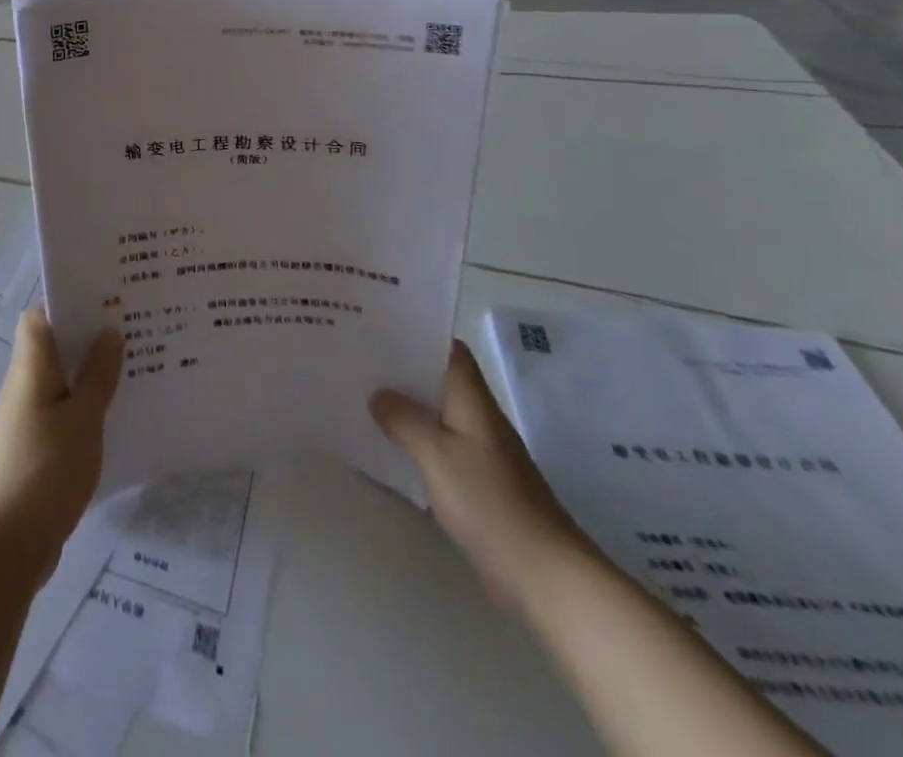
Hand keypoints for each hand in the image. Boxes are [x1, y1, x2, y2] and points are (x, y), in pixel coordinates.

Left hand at [0, 308, 122, 578]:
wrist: (8, 545)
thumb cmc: (46, 469)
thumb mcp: (83, 418)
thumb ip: (98, 375)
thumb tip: (108, 332)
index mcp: (30, 368)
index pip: (39, 318)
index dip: (67, 303)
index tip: (105, 299)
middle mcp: (24, 386)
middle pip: (53, 346)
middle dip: (89, 336)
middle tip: (132, 329)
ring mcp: (28, 418)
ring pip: (62, 379)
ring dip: (91, 372)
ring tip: (134, 367)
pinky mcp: (36, 447)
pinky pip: (64, 410)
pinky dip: (86, 405)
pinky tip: (117, 414)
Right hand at [371, 341, 587, 611]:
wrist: (544, 576)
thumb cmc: (490, 504)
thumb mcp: (437, 455)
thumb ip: (404, 419)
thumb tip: (378, 394)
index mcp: (473, 401)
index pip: (449, 351)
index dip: (418, 333)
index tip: (379, 325)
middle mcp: (478, 419)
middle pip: (438, 380)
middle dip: (402, 369)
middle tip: (357, 358)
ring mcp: (480, 453)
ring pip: (436, 415)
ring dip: (405, 406)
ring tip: (361, 395)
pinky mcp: (477, 485)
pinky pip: (439, 448)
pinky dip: (414, 442)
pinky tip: (386, 447)